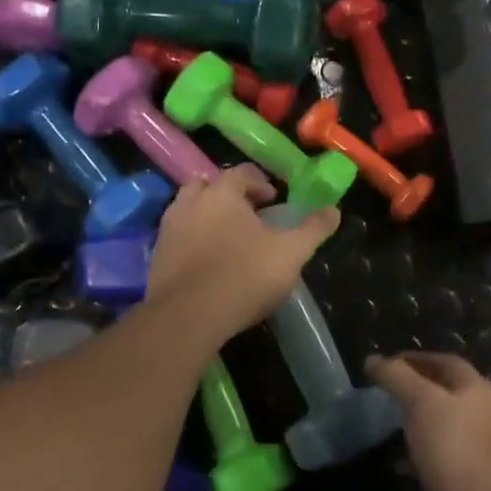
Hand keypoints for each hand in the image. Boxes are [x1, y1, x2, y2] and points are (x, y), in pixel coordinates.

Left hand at [144, 166, 338, 347]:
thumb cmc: (244, 276)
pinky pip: (177, 236)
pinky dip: (192, 239)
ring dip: (207, 215)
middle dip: (228, 195)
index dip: (261, 183)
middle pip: (209, 186)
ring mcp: (168, 228)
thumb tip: (334, 210)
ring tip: (227, 238)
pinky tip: (207, 262)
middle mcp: (189, 202)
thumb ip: (313, 229)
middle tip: (248, 215)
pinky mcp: (156, 256)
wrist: (188, 317)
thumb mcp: (290, 253)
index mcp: (222, 193)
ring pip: (188, 209)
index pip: (242, 173)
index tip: (274, 201)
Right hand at [367, 352, 490, 490]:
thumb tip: (372, 358)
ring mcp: (482, 443)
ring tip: (391, 423)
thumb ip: (395, 376)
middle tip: (388, 391)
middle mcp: (485, 410)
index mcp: (476, 388)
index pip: (445, 361)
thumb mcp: (419, 402)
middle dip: (417, 388)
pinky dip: (421, 451)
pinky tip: (401, 462)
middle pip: (447, 390)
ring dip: (419, 419)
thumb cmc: (451, 445)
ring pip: (445, 422)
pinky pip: (444, 452)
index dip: (416, 358)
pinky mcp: (474, 472)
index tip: (388, 364)